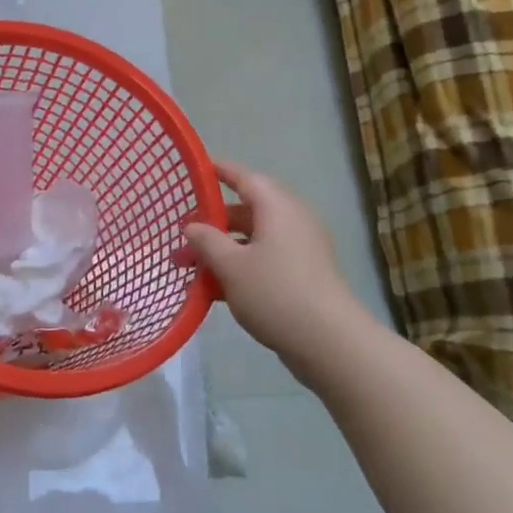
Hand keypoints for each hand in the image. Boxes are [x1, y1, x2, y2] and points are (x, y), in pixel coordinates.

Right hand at [183, 160, 371, 382]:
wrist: (328, 341)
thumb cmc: (275, 292)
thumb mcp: (230, 265)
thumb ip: (206, 241)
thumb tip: (191, 225)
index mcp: (277, 207)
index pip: (244, 177)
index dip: (219, 172)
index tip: (195, 171)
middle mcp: (292, 220)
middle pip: (248, 209)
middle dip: (214, 221)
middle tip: (183, 231)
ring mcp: (300, 249)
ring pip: (254, 239)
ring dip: (223, 249)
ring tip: (190, 265)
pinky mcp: (303, 275)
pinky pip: (265, 260)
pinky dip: (240, 267)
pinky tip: (213, 289)